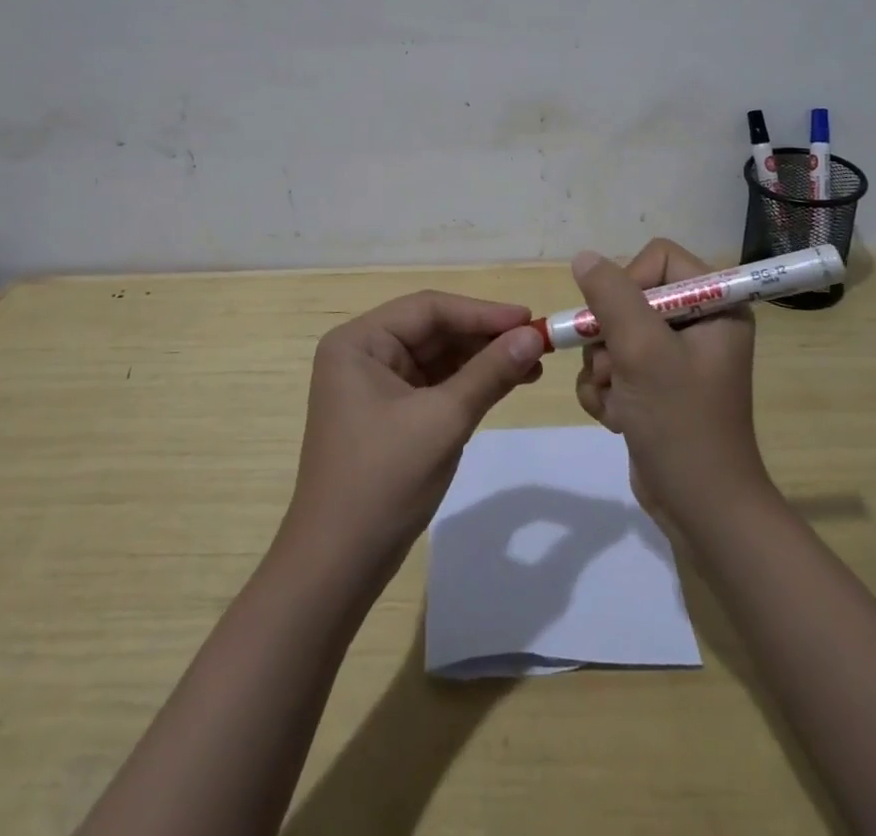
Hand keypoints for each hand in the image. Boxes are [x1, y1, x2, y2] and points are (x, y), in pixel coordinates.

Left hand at [284, 291, 548, 577]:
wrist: (338, 566)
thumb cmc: (384, 481)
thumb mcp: (443, 420)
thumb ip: (490, 372)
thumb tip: (534, 334)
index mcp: (359, 342)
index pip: (428, 309)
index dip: (482, 312)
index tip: (529, 319)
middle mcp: (362, 354)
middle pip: (433, 330)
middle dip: (485, 337)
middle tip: (537, 343)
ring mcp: (373, 385)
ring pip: (437, 357)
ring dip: (482, 360)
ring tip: (532, 365)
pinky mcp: (387, 414)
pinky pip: (434, 385)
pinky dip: (468, 384)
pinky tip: (505, 384)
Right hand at [571, 239, 772, 523]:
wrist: (700, 509)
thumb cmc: (681, 423)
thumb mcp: (642, 351)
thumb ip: (611, 296)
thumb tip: (584, 257)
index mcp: (715, 305)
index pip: (659, 258)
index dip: (629, 282)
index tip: (620, 322)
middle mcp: (697, 324)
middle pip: (628, 297)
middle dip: (609, 338)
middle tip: (614, 370)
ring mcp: (673, 357)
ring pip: (612, 335)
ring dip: (602, 370)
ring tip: (619, 402)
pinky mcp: (653, 386)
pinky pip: (611, 367)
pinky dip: (604, 391)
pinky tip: (616, 418)